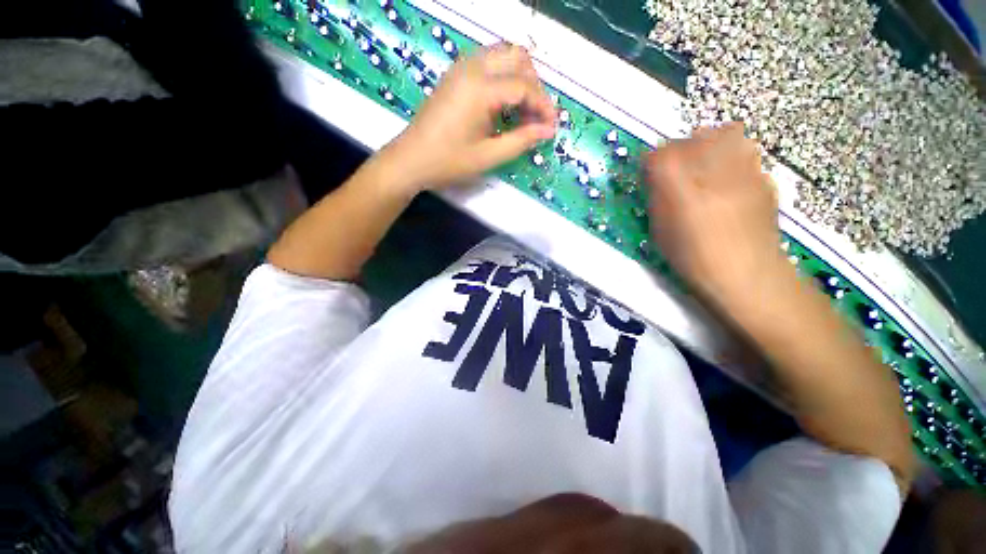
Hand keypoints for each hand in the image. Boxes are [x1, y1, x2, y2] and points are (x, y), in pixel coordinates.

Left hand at [379, 43, 557, 192]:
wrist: (410, 159)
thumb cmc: (448, 162)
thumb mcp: (488, 156)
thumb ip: (521, 141)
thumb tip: (547, 131)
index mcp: (480, 88)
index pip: (525, 86)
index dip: (544, 106)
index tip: (552, 128)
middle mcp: (472, 67)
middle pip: (518, 57)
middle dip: (535, 86)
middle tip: (536, 117)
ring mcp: (461, 67)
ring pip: (503, 55)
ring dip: (520, 78)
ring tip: (523, 112)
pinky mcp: (455, 74)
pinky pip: (488, 62)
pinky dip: (504, 77)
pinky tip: (503, 105)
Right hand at [643, 123, 784, 306]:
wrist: (746, 273)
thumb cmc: (693, 257)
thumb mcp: (660, 230)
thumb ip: (657, 198)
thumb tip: (657, 180)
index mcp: (679, 186)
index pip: (659, 154)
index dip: (651, 162)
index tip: (649, 175)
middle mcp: (712, 169)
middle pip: (692, 138)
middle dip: (680, 150)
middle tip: (677, 170)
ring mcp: (743, 169)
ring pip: (723, 135)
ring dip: (708, 147)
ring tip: (705, 169)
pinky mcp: (763, 176)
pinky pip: (744, 153)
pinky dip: (732, 160)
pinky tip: (729, 183)